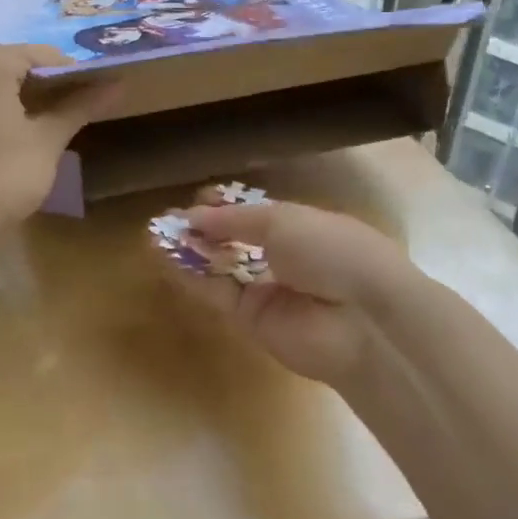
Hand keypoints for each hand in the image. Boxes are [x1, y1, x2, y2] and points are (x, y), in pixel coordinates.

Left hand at [0, 44, 118, 241]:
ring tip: (55, 125)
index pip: (43, 55)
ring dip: (24, 101)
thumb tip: (116, 83)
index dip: (76, 73)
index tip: (100, 93)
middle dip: (50, 87)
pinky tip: (18, 139)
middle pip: (15, 67)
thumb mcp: (46, 141)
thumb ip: (79, 107)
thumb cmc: (0, 175)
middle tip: (82, 110)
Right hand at [158, 190, 412, 387]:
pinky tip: (165, 259)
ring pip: (221, 268)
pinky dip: (192, 277)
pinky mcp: (252, 321)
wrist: (362, 320)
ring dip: (192, 252)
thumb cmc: (332, 251)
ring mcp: (267, 291)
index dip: (227, 205)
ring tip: (156, 236)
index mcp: (302, 226)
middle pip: (235, 241)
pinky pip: (217, 294)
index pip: (257, 213)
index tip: (197, 197)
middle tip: (168, 220)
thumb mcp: (284, 220)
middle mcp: (284, 257)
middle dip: (204, 229)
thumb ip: (234, 219)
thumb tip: (193, 215)